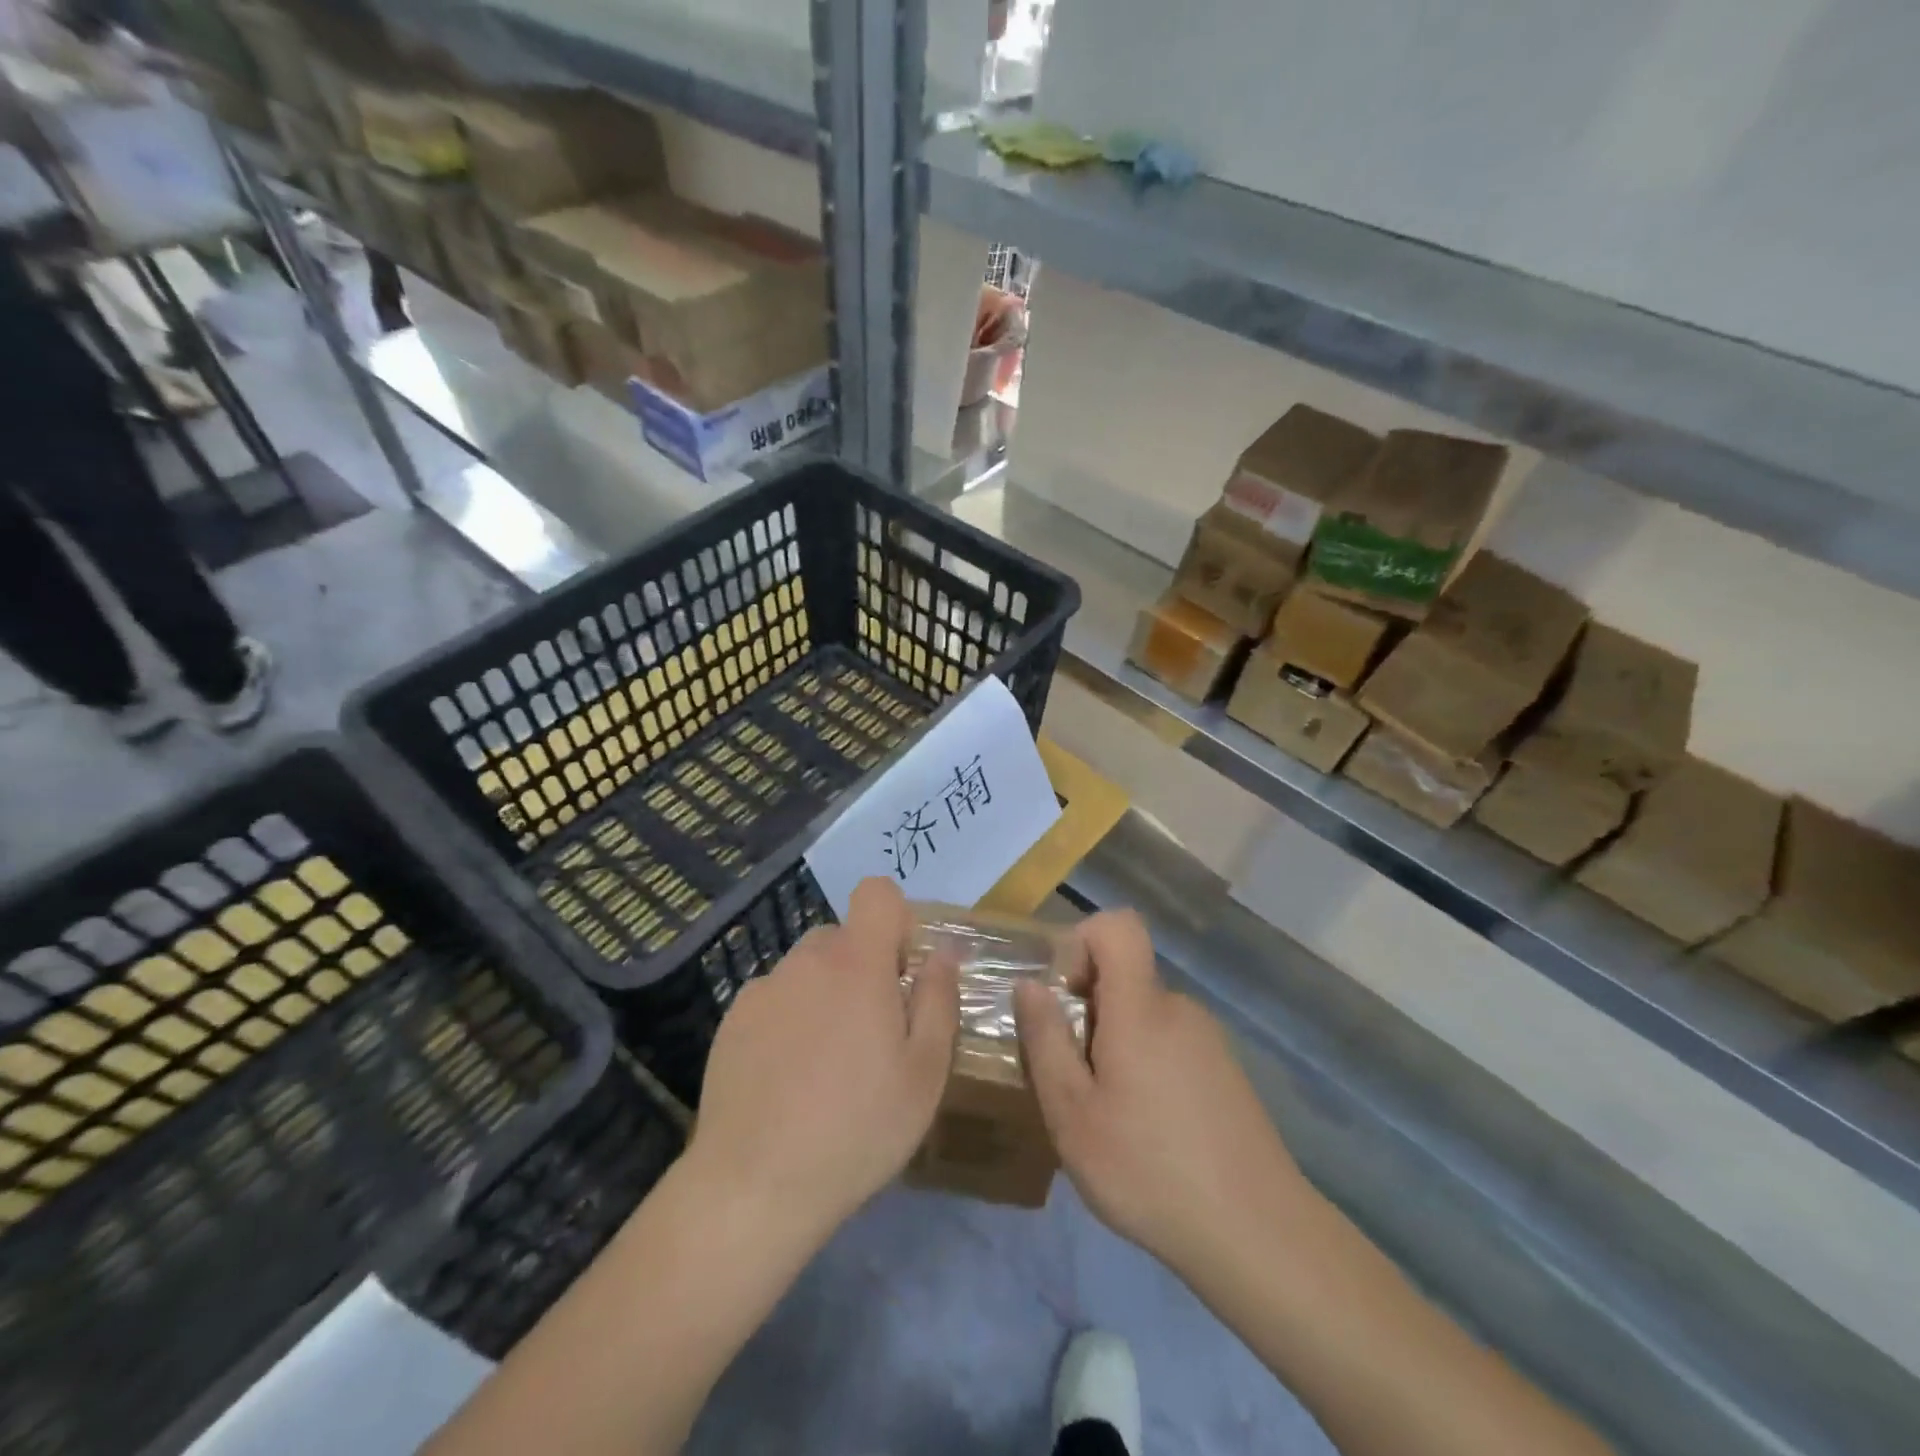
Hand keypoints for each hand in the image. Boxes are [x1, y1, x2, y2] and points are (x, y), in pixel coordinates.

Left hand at [686, 877, 959, 1241]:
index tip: (901, 971)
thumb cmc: (857, 1128)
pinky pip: (774, 999)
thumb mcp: (925, 1072)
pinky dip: (789, 1019)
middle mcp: (806, 961)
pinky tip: (788, 1078)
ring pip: (808, 969)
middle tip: (872, 1032)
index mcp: (857, 963)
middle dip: (863, 967)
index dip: (896, 919)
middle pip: (843, 936)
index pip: (877, 893)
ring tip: (827, 1063)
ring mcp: (763, 989)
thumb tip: (943, 952)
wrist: (754, 1186)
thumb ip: (939, 1000)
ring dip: (825, 994)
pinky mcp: (732, 1020)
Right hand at [1015, 910, 1311, 1275]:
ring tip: (1108, 1114)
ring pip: (1144, 1015)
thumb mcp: (1073, 1115)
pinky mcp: (1224, 1071)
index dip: (1082, 941)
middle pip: (1124, 976)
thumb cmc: (1150, 1170)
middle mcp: (1178, 1008)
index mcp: (1141, 1008)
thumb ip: (1046, 1041)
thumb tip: (1029, 985)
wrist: (1259, 1236)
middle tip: (1073, 1078)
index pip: (1118, 926)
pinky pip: (1170, 1042)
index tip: (1061, 995)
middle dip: (1087, 1010)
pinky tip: (1148, 1130)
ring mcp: (1208, 1039)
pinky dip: (1146, 1065)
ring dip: (1115, 1044)